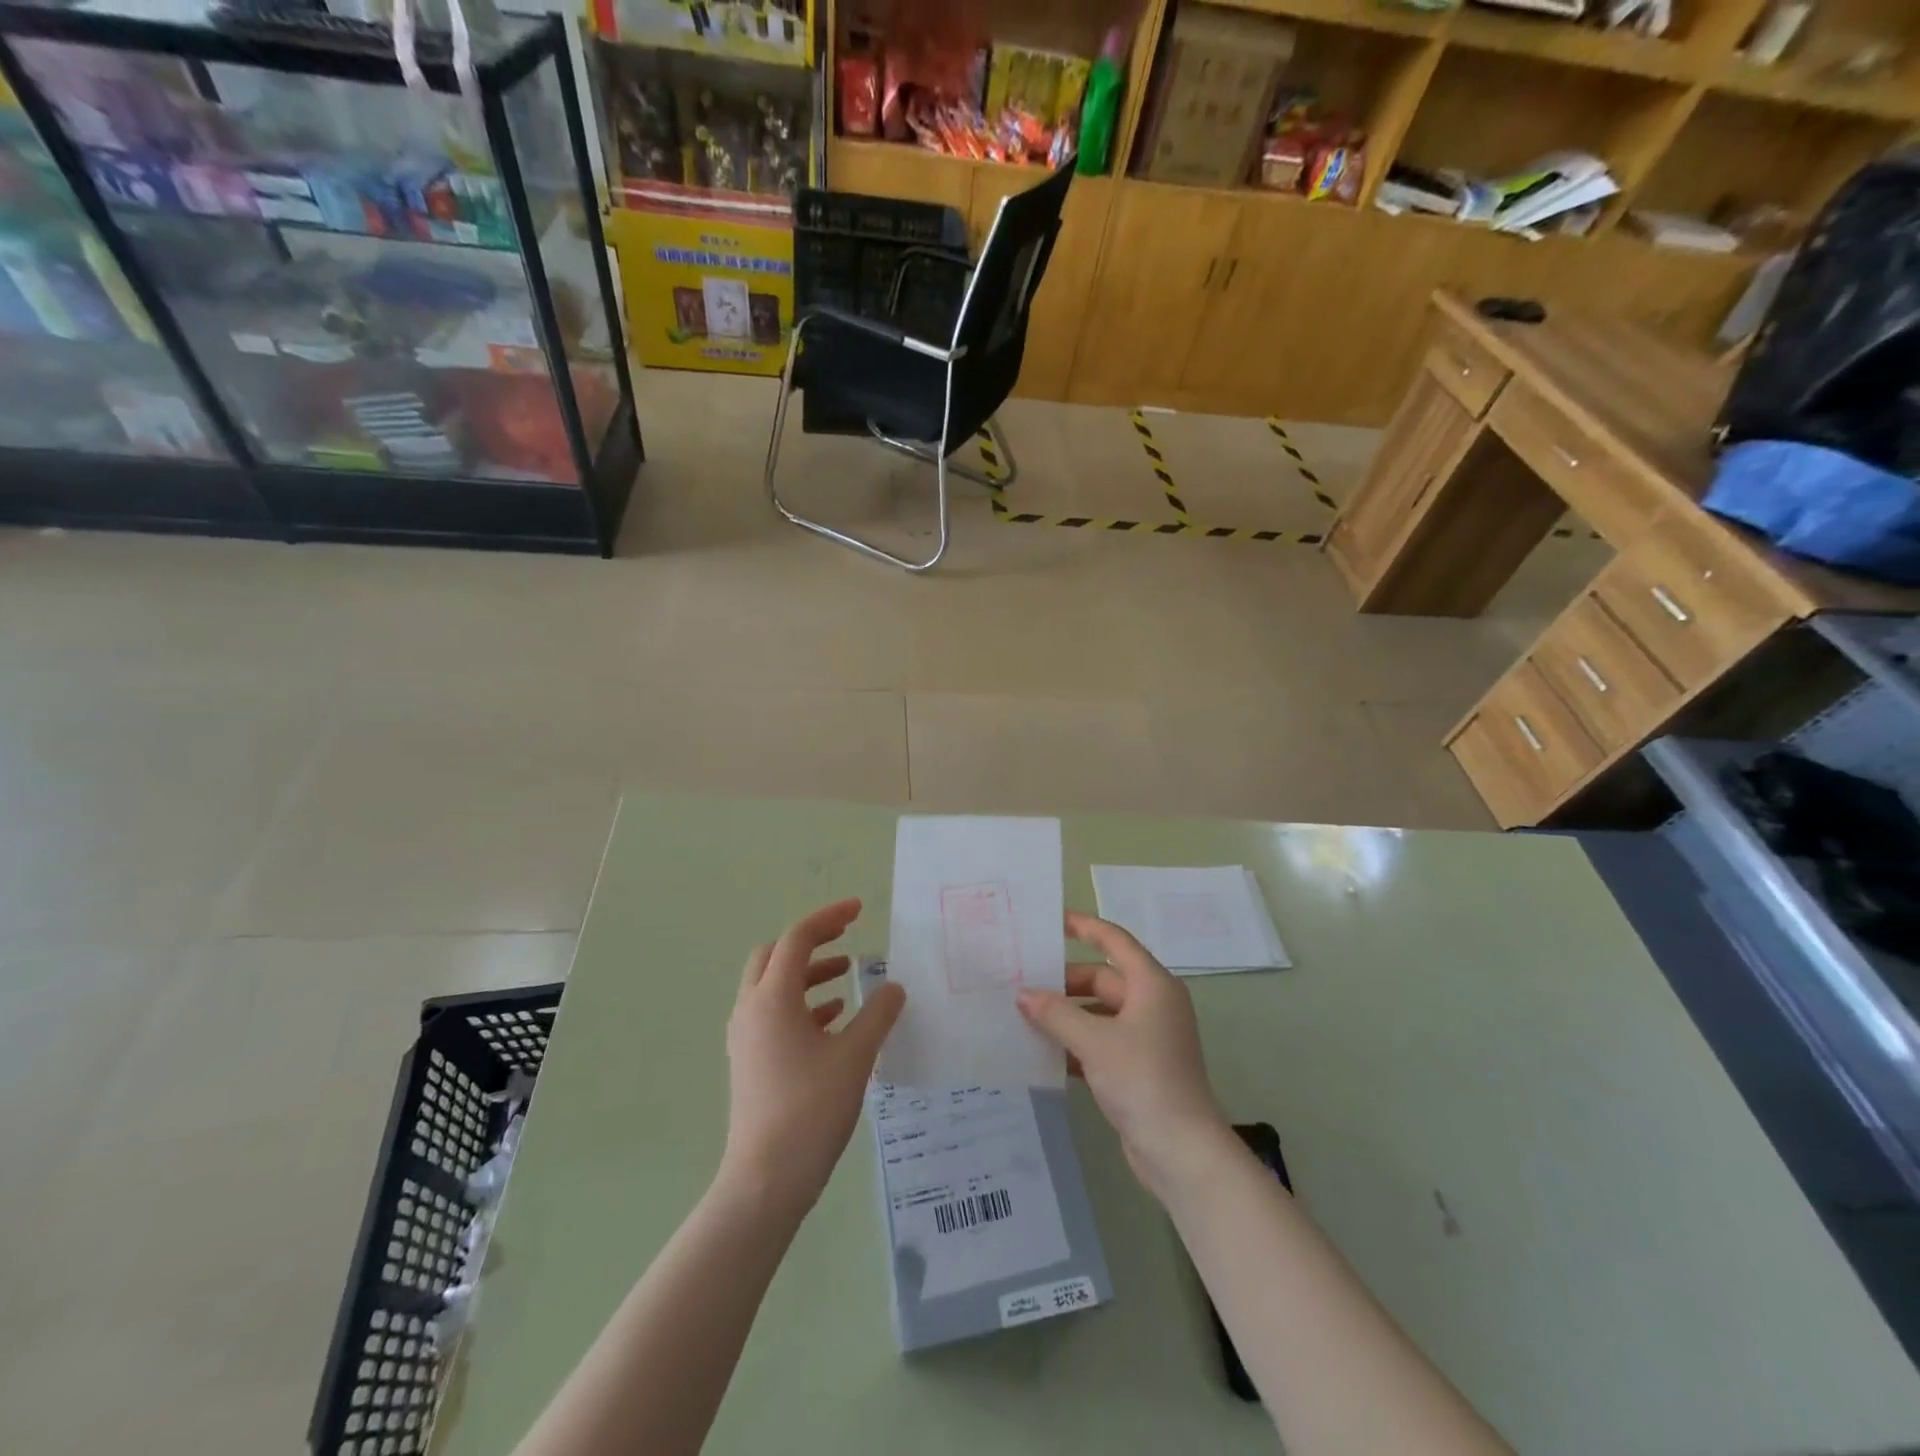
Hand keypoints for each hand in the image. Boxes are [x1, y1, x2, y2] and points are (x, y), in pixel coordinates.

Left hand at [721, 899, 905, 1215]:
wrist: (765, 1180)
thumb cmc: (810, 1110)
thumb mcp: (855, 1057)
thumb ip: (878, 1014)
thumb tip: (894, 986)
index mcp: (772, 998)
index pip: (798, 938)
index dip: (829, 917)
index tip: (860, 910)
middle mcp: (751, 1009)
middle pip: (775, 955)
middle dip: (812, 941)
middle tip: (847, 937)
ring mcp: (745, 1036)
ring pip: (773, 985)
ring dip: (808, 973)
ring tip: (847, 976)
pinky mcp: (749, 1060)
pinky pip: (774, 1014)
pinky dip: (802, 1004)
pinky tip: (834, 1019)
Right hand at [1017, 910, 1231, 1197]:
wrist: (1182, 1151)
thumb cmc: (1143, 1080)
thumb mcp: (1094, 1042)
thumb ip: (1056, 1014)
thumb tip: (1023, 994)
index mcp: (1152, 985)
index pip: (1114, 942)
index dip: (1084, 927)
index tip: (1052, 920)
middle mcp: (1153, 1004)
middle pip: (1103, 978)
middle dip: (1064, 982)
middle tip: (1022, 981)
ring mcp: (1147, 1037)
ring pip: (1099, 1012)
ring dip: (1066, 1015)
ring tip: (1024, 1015)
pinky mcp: (1139, 1067)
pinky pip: (1101, 1041)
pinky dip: (1076, 1043)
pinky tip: (1044, 1051)